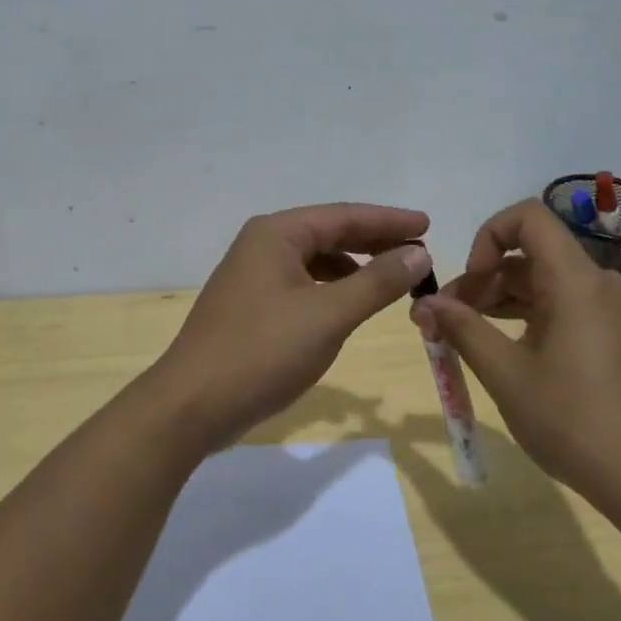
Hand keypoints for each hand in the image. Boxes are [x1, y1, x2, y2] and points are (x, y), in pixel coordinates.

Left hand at [150, 203, 433, 452]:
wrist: (192, 405)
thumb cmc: (262, 352)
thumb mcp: (328, 315)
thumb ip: (376, 282)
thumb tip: (417, 252)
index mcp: (277, 234)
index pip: (344, 216)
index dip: (389, 221)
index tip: (428, 225)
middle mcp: (262, 245)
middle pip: (329, 233)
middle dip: (374, 242)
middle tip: (419, 252)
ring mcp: (253, 276)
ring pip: (316, 260)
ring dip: (354, 267)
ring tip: (391, 279)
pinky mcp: (251, 306)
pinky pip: (302, 284)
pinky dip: (331, 289)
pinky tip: (349, 305)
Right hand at [410, 199, 620, 491]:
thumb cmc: (573, 420)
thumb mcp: (506, 375)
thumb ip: (463, 330)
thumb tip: (427, 303)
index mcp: (575, 281)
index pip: (528, 218)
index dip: (487, 236)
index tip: (468, 279)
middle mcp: (597, 284)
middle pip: (530, 255)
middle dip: (481, 280)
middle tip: (443, 321)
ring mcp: (610, 311)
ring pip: (544, 283)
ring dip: (500, 301)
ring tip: (463, 338)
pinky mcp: (614, 337)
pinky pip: (563, 307)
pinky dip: (527, 318)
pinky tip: (503, 352)